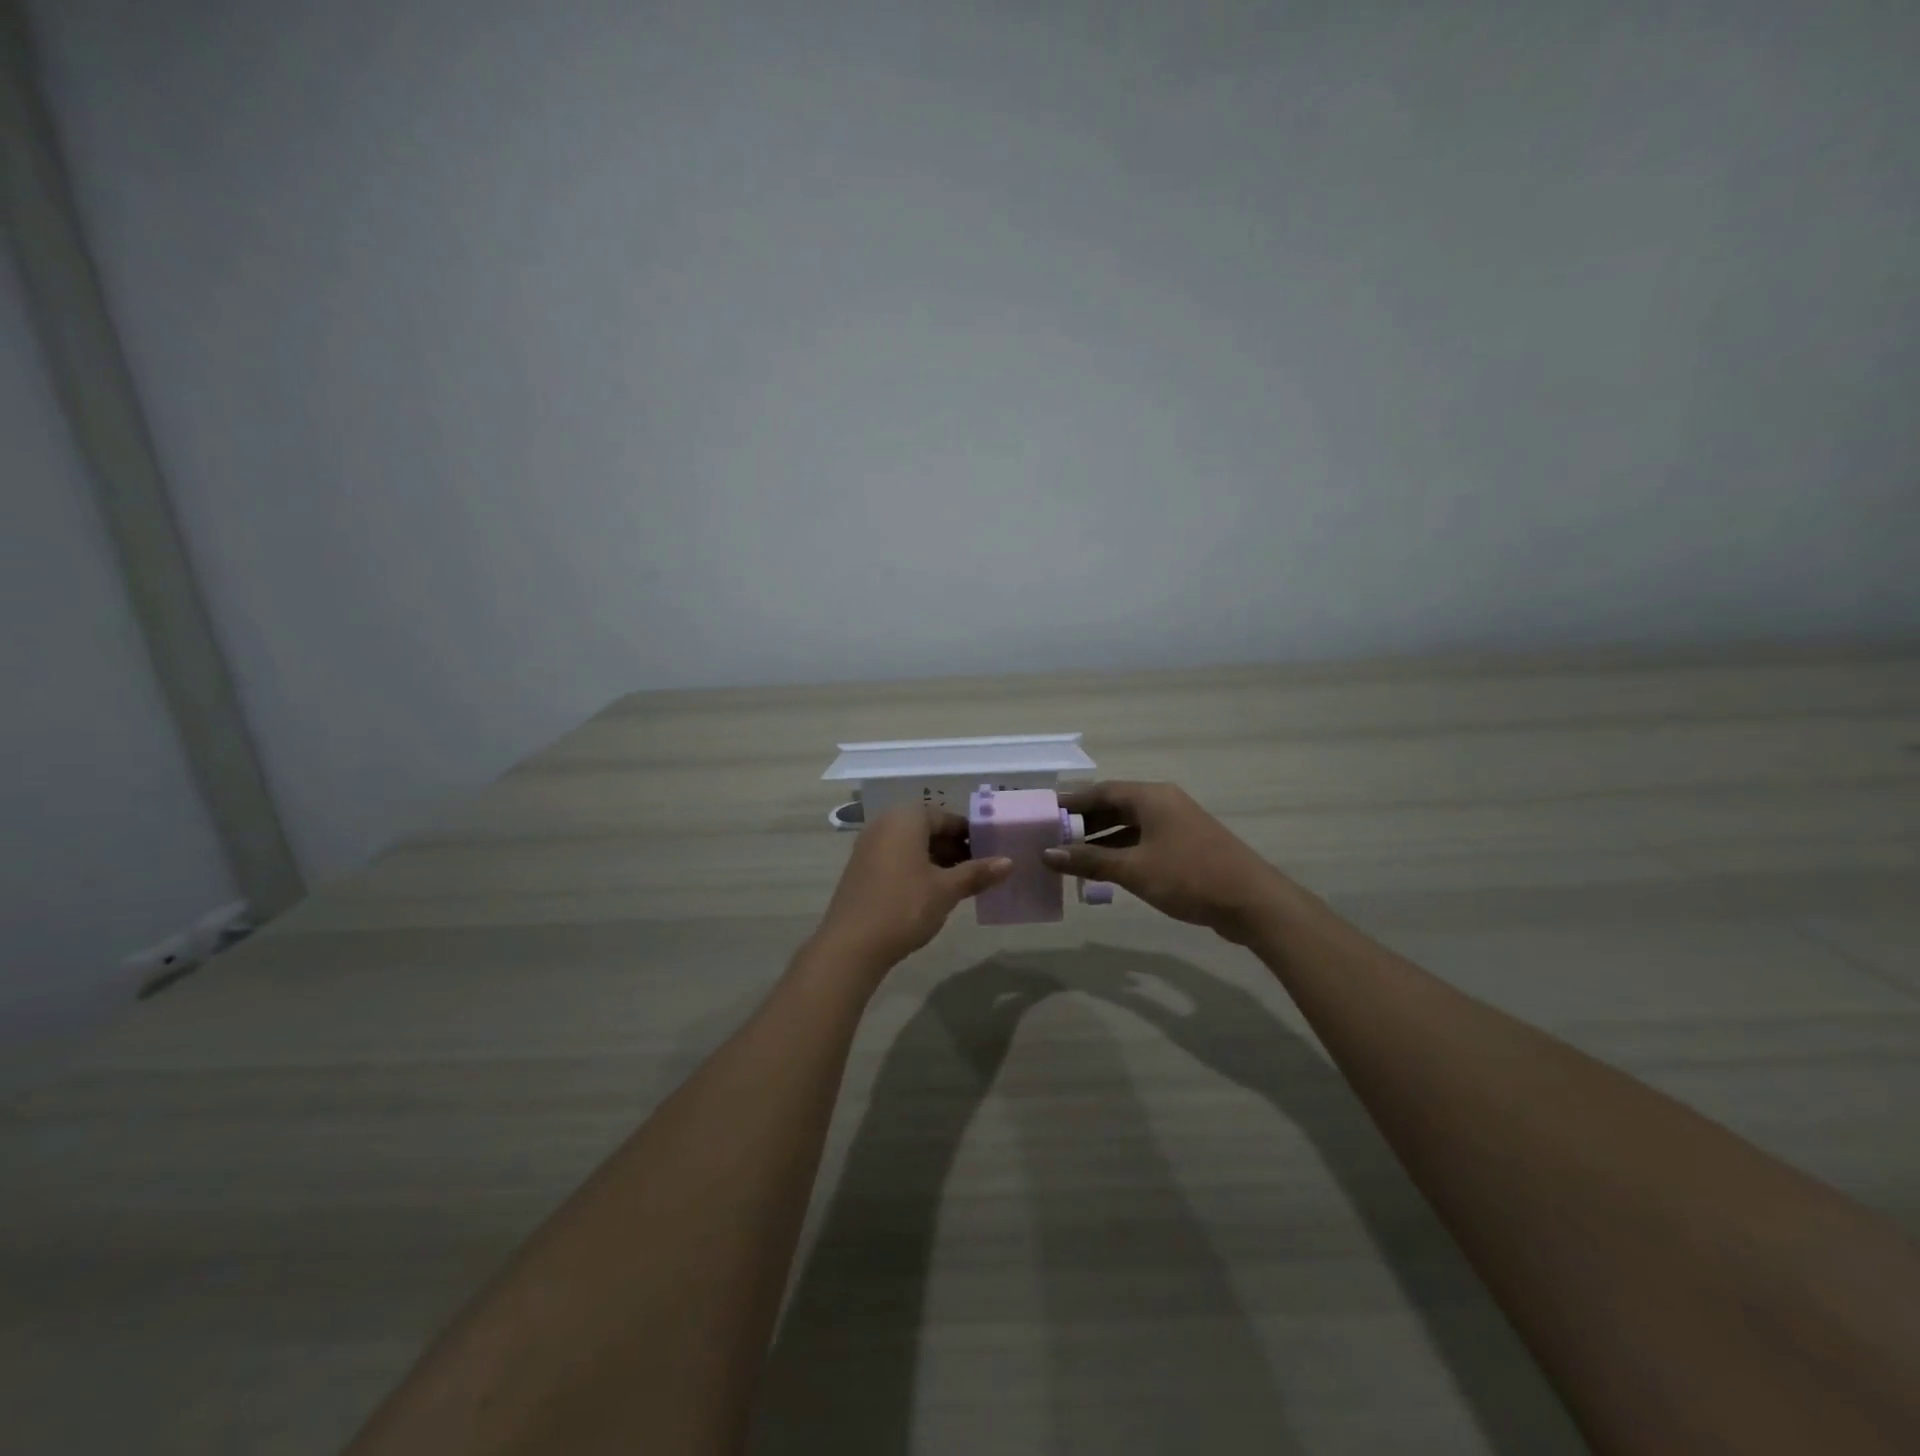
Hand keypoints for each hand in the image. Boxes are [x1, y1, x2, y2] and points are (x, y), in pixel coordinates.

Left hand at [810, 803, 1012, 975]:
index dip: (971, 835)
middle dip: (954, 848)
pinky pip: (896, 857)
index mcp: (906, 818)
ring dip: (937, 860)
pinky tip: (932, 892)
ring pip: (912, 845)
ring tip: (961, 884)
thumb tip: (1009, 862)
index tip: (991, 853)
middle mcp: (885, 824)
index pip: (947, 818)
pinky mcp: (861, 867)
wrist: (851, 945)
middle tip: (979, 870)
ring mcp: (869, 845)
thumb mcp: (946, 890)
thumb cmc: (905, 907)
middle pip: (928, 829)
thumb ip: (977, 873)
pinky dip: (916, 868)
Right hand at [1041, 781, 1287, 943]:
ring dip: (1101, 839)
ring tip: (1070, 856)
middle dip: (1083, 822)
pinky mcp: (1185, 845)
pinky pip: (1144, 840)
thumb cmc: (1189, 876)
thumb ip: (1089, 860)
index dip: (1070, 802)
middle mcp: (1163, 802)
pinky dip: (1121, 851)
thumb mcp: (1133, 869)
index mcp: (1151, 797)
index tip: (1043, 815)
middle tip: (1052, 838)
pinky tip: (1104, 870)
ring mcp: (1177, 824)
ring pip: (1129, 825)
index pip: (1100, 791)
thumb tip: (1047, 853)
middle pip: (1114, 806)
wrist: (1252, 902)